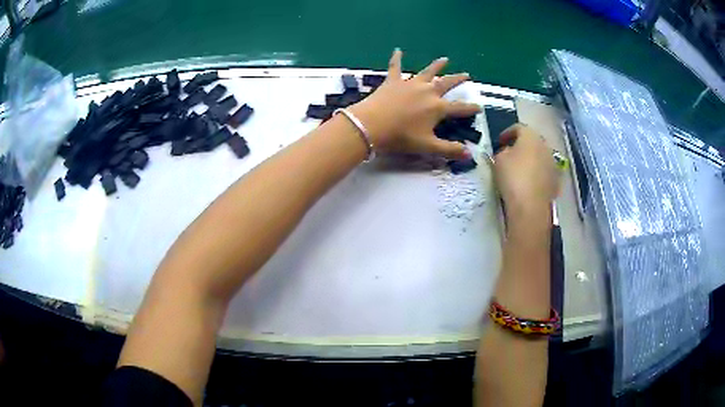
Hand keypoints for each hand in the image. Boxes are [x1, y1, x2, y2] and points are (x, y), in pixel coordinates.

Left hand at [348, 49, 480, 159]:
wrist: (371, 125)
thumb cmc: (400, 137)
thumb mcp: (427, 146)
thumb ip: (449, 150)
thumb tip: (469, 155)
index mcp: (437, 107)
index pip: (459, 108)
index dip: (470, 108)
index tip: (479, 107)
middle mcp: (427, 91)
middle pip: (447, 83)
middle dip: (458, 79)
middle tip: (467, 75)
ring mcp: (410, 84)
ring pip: (427, 72)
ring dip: (437, 65)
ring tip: (445, 59)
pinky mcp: (393, 81)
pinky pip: (395, 67)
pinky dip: (396, 58)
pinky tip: (398, 50)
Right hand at [493, 124, 558, 222]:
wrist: (530, 206)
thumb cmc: (512, 177)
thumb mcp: (499, 159)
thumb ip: (503, 151)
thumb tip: (509, 152)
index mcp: (531, 137)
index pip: (518, 127)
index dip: (507, 133)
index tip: (499, 141)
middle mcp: (545, 146)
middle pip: (532, 141)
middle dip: (522, 145)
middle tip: (511, 153)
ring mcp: (553, 163)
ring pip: (540, 156)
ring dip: (531, 159)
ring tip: (521, 169)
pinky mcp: (556, 179)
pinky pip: (545, 171)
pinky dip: (538, 173)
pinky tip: (530, 182)